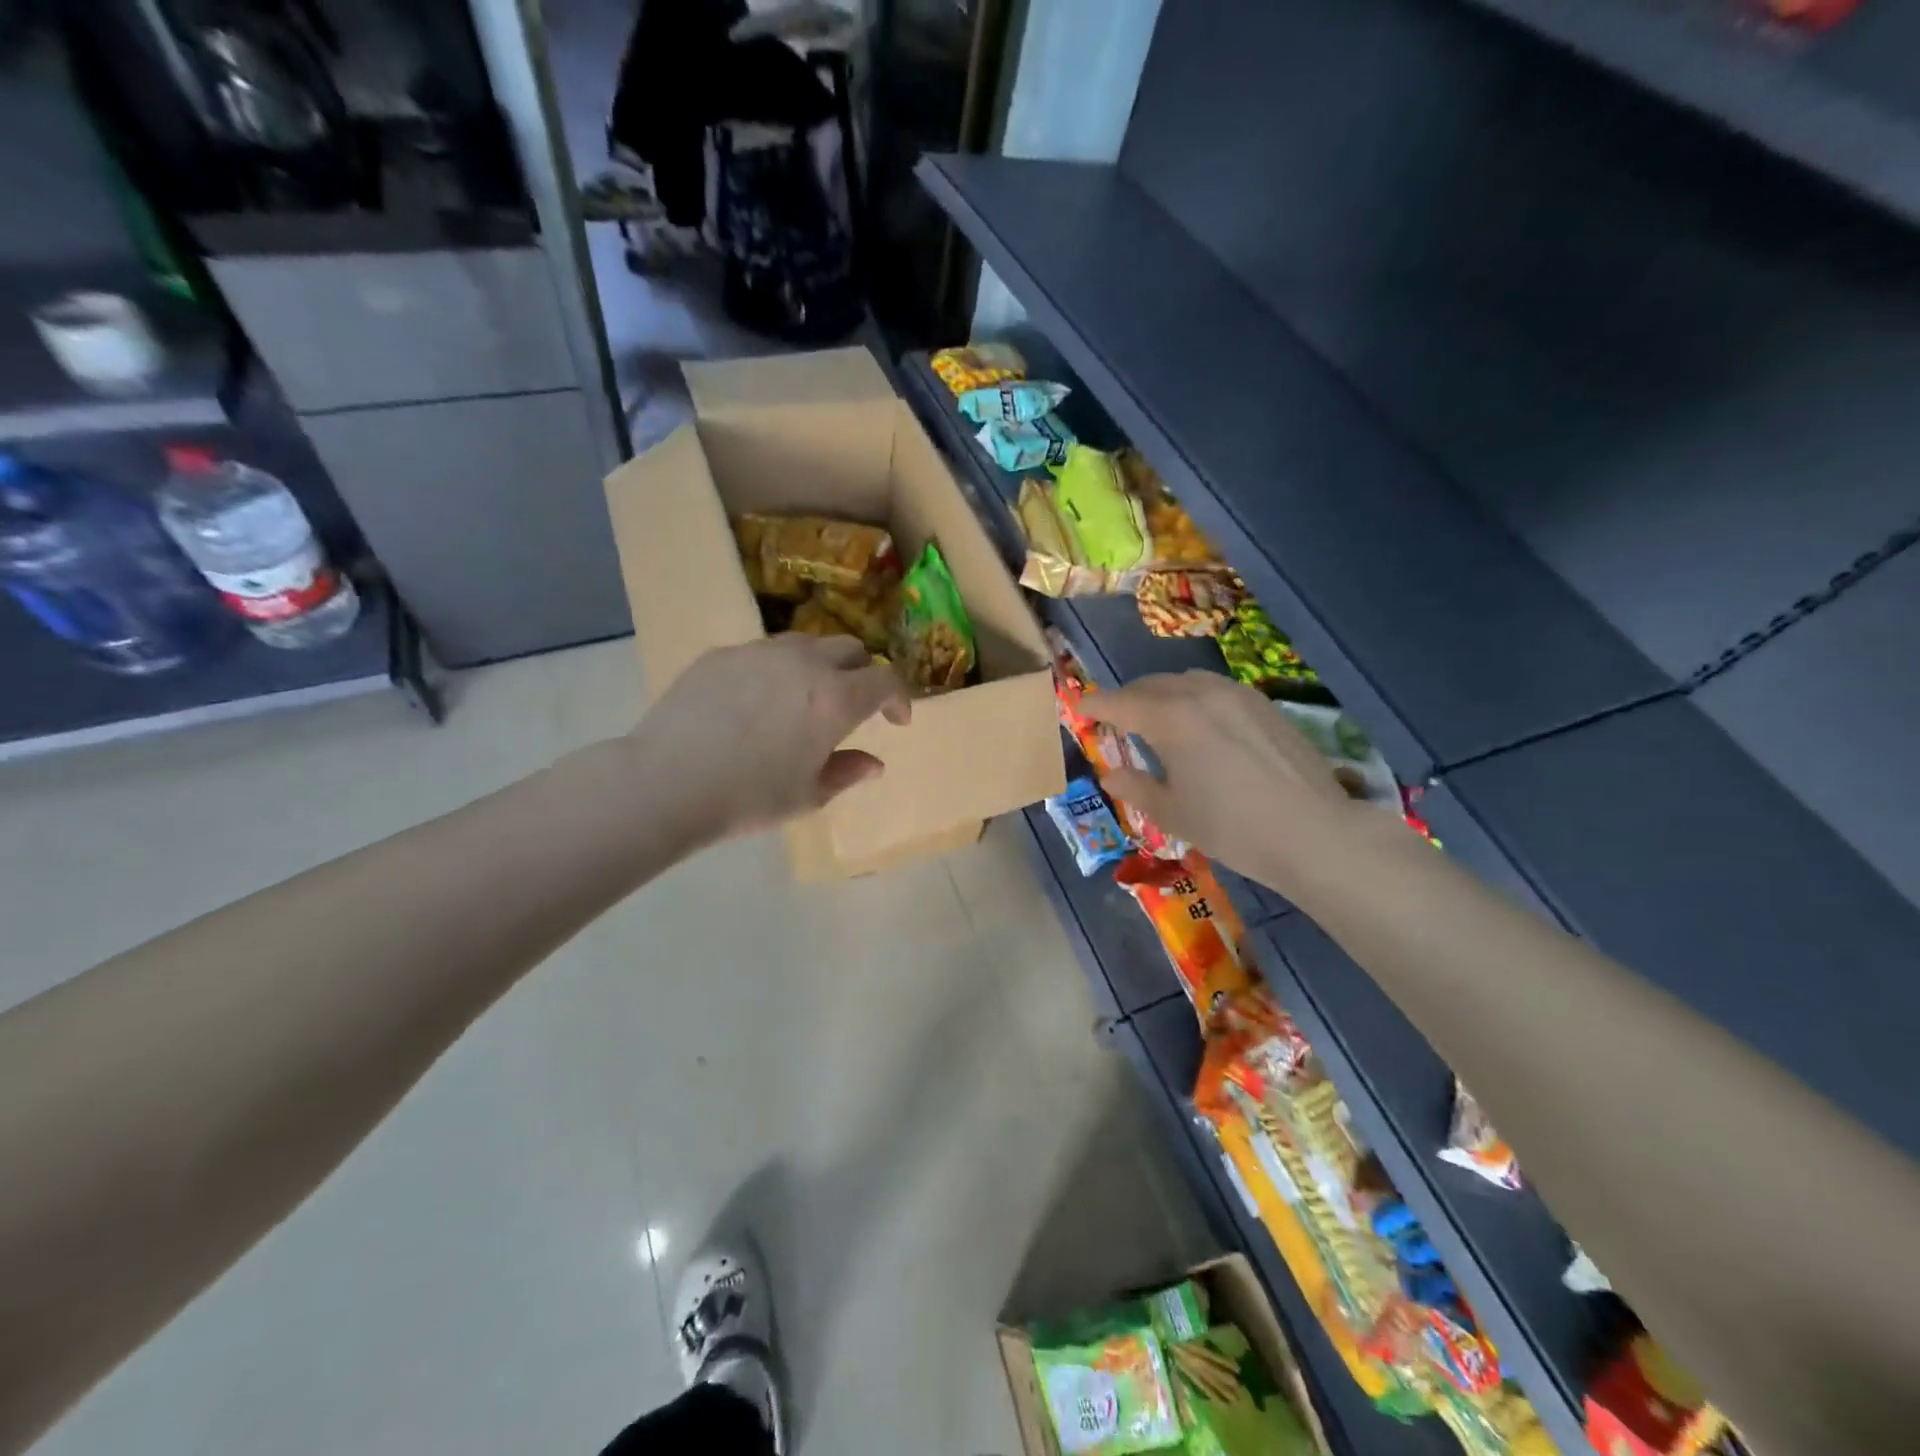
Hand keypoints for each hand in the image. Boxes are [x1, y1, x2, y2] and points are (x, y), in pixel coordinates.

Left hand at [627, 634, 910, 845]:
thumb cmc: (748, 798)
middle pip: (851, 650)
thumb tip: (873, 764)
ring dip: (821, 665)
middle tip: (853, 707)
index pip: (886, 680)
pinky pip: (764, 651)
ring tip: (806, 698)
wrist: (666, 782)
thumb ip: (846, 773)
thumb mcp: (807, 796)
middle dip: (862, 675)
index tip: (895, 721)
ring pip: (807, 643)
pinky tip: (757, 701)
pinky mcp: (722, 654)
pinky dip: (778, 669)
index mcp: (836, 699)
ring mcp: (760, 652)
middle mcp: (805, 663)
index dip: (899, 698)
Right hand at [1086, 671, 1366, 891]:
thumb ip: (1135, 788)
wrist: (1313, 833)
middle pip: (1151, 685)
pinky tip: (1202, 728)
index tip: (1078, 710)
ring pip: (1185, 682)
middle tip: (1116, 722)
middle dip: (1127, 699)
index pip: (1119, 702)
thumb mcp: (1172, 814)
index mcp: (1171, 719)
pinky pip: (1215, 691)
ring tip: (1158, 722)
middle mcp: (1201, 695)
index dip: (1094, 705)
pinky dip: (1194, 700)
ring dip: (1162, 695)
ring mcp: (1237, 695)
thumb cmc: (1232, 827)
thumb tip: (1111, 776)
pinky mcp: (1264, 705)